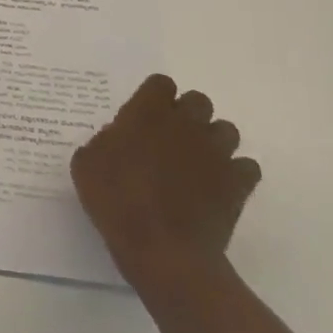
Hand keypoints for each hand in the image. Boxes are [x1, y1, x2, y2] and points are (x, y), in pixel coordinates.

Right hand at [70, 74, 260, 293]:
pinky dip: (235, 173)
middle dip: (186, 115)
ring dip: (212, 141)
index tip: (142, 116)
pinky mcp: (238, 183)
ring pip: (226, 130)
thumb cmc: (115, 201)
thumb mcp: (86, 165)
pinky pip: (246, 166)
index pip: (161, 83)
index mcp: (147, 113)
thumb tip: (117, 139)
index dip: (153, 97)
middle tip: (168, 139)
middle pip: (198, 101)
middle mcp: (185, 124)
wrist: (162, 249)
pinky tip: (217, 187)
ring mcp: (216, 153)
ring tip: (195, 163)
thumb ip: (103, 142)